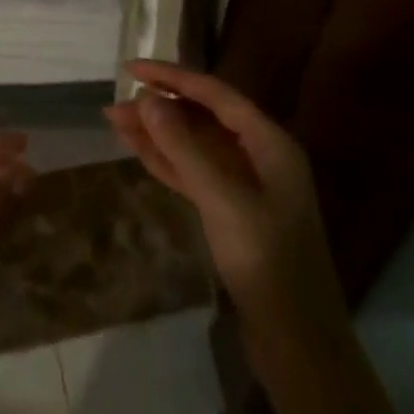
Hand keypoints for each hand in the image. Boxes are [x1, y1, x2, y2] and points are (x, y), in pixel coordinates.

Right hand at [107, 62, 344, 343]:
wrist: (298, 343)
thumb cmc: (266, 261)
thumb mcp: (222, 199)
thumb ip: (183, 147)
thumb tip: (148, 100)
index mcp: (269, 143)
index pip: (215, 94)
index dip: (172, 77)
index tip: (131, 70)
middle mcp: (259, 156)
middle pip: (203, 118)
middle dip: (160, 108)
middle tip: (115, 106)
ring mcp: (246, 186)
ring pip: (194, 146)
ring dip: (158, 134)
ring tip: (116, 123)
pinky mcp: (232, 213)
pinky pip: (194, 173)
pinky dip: (167, 161)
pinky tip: (139, 151)